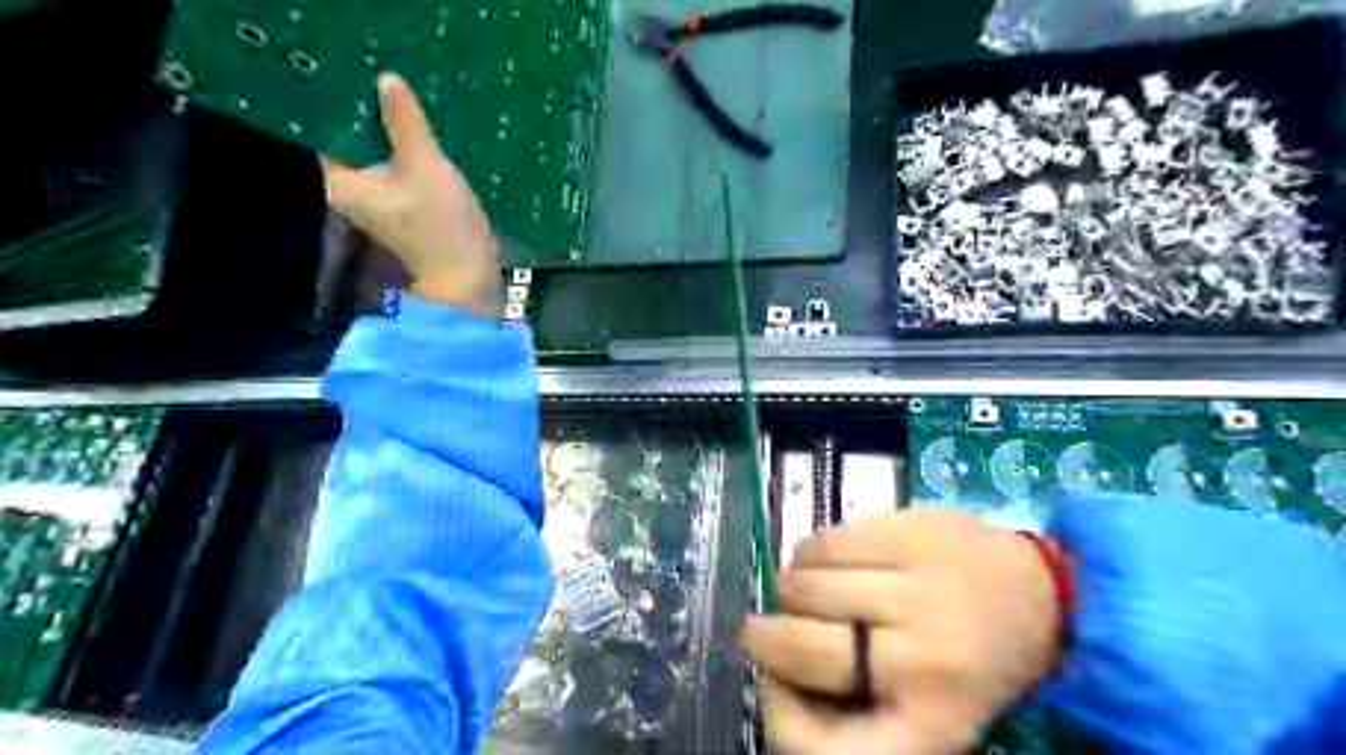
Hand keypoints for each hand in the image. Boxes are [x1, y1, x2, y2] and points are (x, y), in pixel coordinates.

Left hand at [320, 71, 499, 313]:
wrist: (468, 279)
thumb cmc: (440, 224)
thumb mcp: (425, 166)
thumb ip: (405, 122)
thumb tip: (385, 79)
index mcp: (342, 182)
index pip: (332, 130)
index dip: (348, 103)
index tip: (367, 76)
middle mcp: (353, 194)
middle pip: (359, 144)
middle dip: (378, 119)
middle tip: (397, 86)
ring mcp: (380, 207)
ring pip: (383, 160)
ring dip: (399, 140)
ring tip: (417, 108)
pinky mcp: (406, 214)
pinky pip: (402, 176)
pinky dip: (413, 160)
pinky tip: (432, 144)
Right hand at [734, 506, 1061, 754]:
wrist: (1039, 596)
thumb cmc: (968, 665)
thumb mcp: (923, 718)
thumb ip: (852, 719)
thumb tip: (775, 685)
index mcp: (930, 722)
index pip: (828, 746)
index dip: (782, 721)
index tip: (774, 694)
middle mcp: (924, 658)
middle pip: (801, 643)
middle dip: (765, 638)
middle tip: (766, 630)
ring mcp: (918, 584)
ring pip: (805, 583)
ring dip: (788, 591)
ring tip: (805, 594)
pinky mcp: (909, 529)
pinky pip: (823, 541)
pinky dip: (807, 555)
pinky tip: (825, 563)